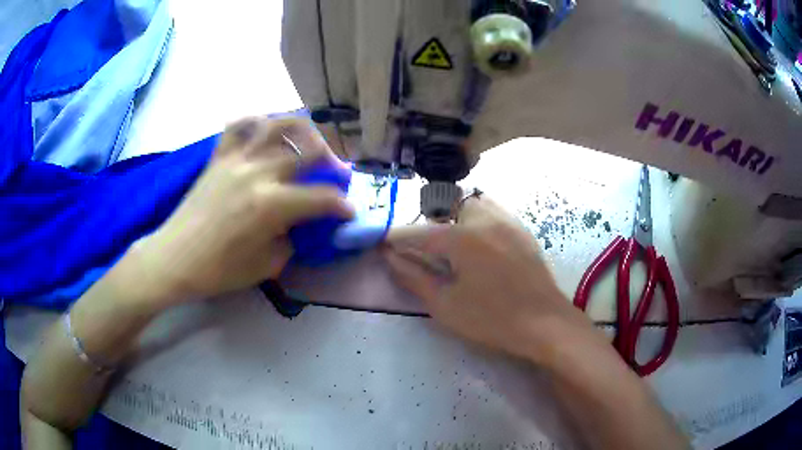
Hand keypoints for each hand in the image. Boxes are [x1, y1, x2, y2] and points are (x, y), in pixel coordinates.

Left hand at [135, 117, 353, 301]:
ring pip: (279, 125)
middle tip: (335, 175)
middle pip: (309, 150)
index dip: (342, 205)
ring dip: (303, 130)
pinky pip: (240, 125)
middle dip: (333, 163)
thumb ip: (291, 239)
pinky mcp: (219, 156)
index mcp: (273, 205)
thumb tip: (301, 224)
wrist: (175, 259)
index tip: (349, 212)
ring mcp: (237, 159)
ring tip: (309, 142)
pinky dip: (257, 122)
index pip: (322, 197)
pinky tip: (265, 131)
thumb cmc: (219, 270)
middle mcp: (259, 172)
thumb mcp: (266, 265)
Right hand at [383, 195, 597, 362]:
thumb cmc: (492, 319)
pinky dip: (476, 217)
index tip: (383, 242)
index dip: (396, 237)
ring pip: (472, 201)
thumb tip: (391, 258)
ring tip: (451, 239)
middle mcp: (483, 219)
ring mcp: (506, 220)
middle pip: (446, 203)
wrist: (545, 323)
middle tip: (424, 244)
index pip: (418, 233)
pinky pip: (492, 210)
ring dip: (454, 213)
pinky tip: (479, 242)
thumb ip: (414, 277)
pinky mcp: (521, 229)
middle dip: (429, 218)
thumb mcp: (446, 305)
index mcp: (462, 238)